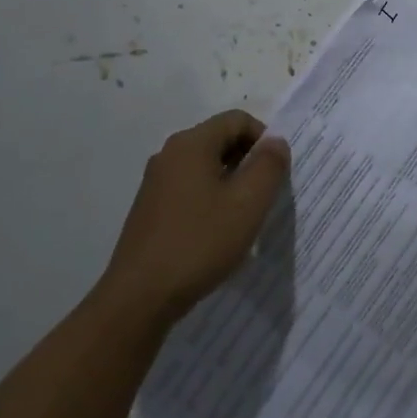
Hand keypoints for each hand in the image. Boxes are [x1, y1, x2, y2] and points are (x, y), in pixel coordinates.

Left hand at [99, 111, 289, 326]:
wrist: (139, 297)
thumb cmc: (199, 243)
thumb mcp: (248, 203)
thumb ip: (269, 166)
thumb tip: (276, 142)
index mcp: (191, 144)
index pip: (237, 120)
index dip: (264, 138)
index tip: (277, 172)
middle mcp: (169, 154)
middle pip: (220, 140)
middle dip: (249, 160)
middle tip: (266, 194)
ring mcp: (156, 182)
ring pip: (205, 166)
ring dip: (231, 182)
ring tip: (245, 216)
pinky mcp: (150, 209)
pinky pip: (190, 189)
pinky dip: (211, 199)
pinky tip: (218, 233)